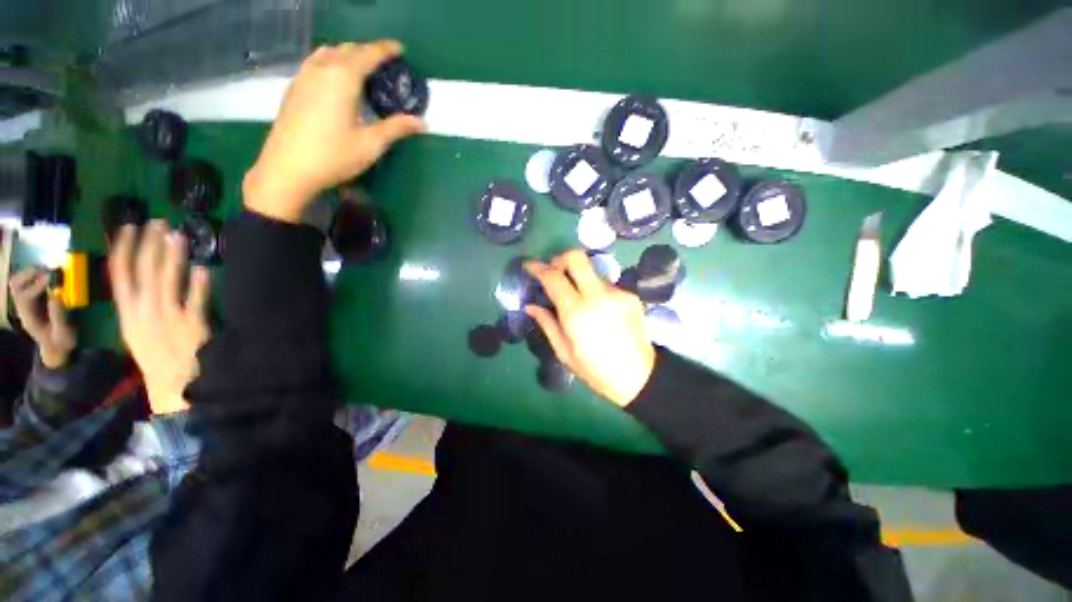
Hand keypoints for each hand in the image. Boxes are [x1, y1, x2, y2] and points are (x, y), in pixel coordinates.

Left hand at [8, 268, 76, 368]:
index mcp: (28, 317)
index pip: (25, 296)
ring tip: (49, 270)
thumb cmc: (61, 340)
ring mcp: (26, 301)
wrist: (56, 346)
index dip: (37, 285)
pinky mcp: (33, 297)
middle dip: (29, 274)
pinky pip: (27, 281)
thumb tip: (57, 295)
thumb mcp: (63, 333)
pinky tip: (49, 275)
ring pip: (18, 280)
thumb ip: (59, 317)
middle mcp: (23, 306)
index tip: (52, 277)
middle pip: (16, 285)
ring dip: (32, 273)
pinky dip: (36, 274)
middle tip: (48, 270)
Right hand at [109, 221, 210, 413]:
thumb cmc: (155, 354)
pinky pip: (196, 301)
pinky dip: (199, 284)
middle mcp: (144, 310)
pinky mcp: (192, 324)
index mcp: (127, 311)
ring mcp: (168, 317)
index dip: (125, 247)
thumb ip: (137, 303)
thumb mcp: (135, 328)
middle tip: (158, 222)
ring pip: (168, 280)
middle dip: (150, 244)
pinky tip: (203, 269)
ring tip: (178, 235)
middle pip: (144, 271)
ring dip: (173, 257)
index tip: (130, 226)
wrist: (172, 382)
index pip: (121, 273)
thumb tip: (142, 276)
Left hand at [243, 40, 424, 223]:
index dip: (385, 50)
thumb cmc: (334, 155)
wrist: (287, 168)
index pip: (368, 54)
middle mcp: (321, 69)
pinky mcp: (293, 88)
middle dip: (367, 51)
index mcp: (343, 78)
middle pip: (347, 50)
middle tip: (383, 63)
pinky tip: (333, 76)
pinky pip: (314, 63)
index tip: (399, 48)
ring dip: (346, 54)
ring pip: (327, 53)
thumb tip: (422, 122)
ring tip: (360, 66)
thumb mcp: (371, 144)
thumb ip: (396, 128)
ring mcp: (303, 77)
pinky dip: (329, 62)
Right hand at [524, 250, 655, 406]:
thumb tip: (531, 306)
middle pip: (576, 257)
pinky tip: (597, 309)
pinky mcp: (630, 295)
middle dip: (560, 259)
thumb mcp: (564, 352)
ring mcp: (617, 293)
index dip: (538, 267)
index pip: (553, 277)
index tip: (529, 265)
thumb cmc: (595, 370)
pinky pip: (605, 284)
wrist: (639, 377)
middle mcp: (597, 295)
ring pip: (591, 271)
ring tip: (577, 298)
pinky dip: (595, 290)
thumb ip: (547, 323)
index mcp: (576, 312)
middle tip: (554, 272)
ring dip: (579, 278)